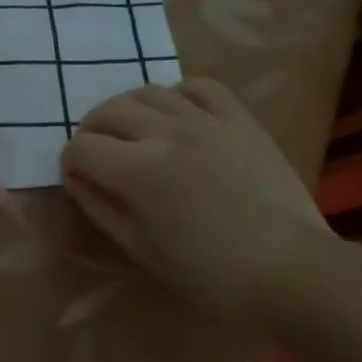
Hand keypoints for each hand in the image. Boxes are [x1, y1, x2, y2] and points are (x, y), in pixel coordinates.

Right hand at [61, 79, 332, 329]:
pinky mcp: (240, 120)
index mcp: (138, 171)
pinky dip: (178, 95)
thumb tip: (75, 179)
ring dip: (128, 109)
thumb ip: (100, 208)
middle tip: (97, 153)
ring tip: (133, 132)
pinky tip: (177, 115)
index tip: (77, 178)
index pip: (82, 148)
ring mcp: (206, 121)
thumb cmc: (208, 274)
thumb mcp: (140, 248)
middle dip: (91, 130)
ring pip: (149, 92)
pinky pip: (200, 87)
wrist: (291, 271)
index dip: (70, 162)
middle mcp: (166, 133)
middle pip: (109, 111)